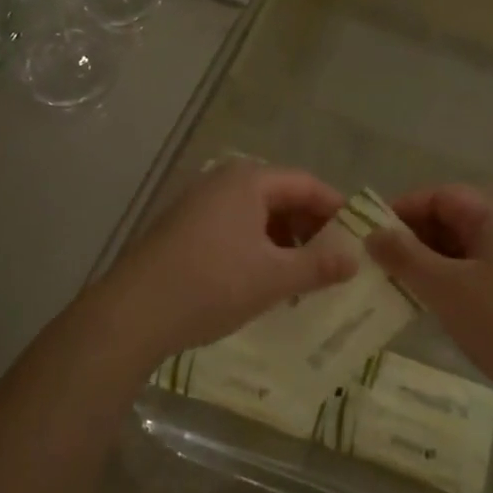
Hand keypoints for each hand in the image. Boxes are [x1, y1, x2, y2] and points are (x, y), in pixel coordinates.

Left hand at [90, 160, 357, 363]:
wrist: (133, 312)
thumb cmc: (212, 284)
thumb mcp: (274, 277)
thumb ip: (319, 265)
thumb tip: (355, 258)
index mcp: (248, 181)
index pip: (306, 184)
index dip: (337, 209)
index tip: (359, 238)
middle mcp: (222, 182)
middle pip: (281, 196)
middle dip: (310, 227)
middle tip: (334, 261)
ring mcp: (198, 204)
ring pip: (256, 215)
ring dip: (283, 240)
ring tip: (301, 276)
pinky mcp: (182, 228)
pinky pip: (233, 228)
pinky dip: (256, 248)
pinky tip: (263, 280)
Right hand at [364, 186, 492, 430]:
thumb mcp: (446, 288)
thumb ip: (405, 257)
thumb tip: (373, 234)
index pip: (442, 196)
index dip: (404, 209)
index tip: (371, 233)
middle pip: (454, 222)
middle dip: (414, 239)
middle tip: (378, 264)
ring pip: (465, 254)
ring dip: (430, 266)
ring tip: (397, 288)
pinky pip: (479, 279)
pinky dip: (451, 287)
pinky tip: (432, 310)